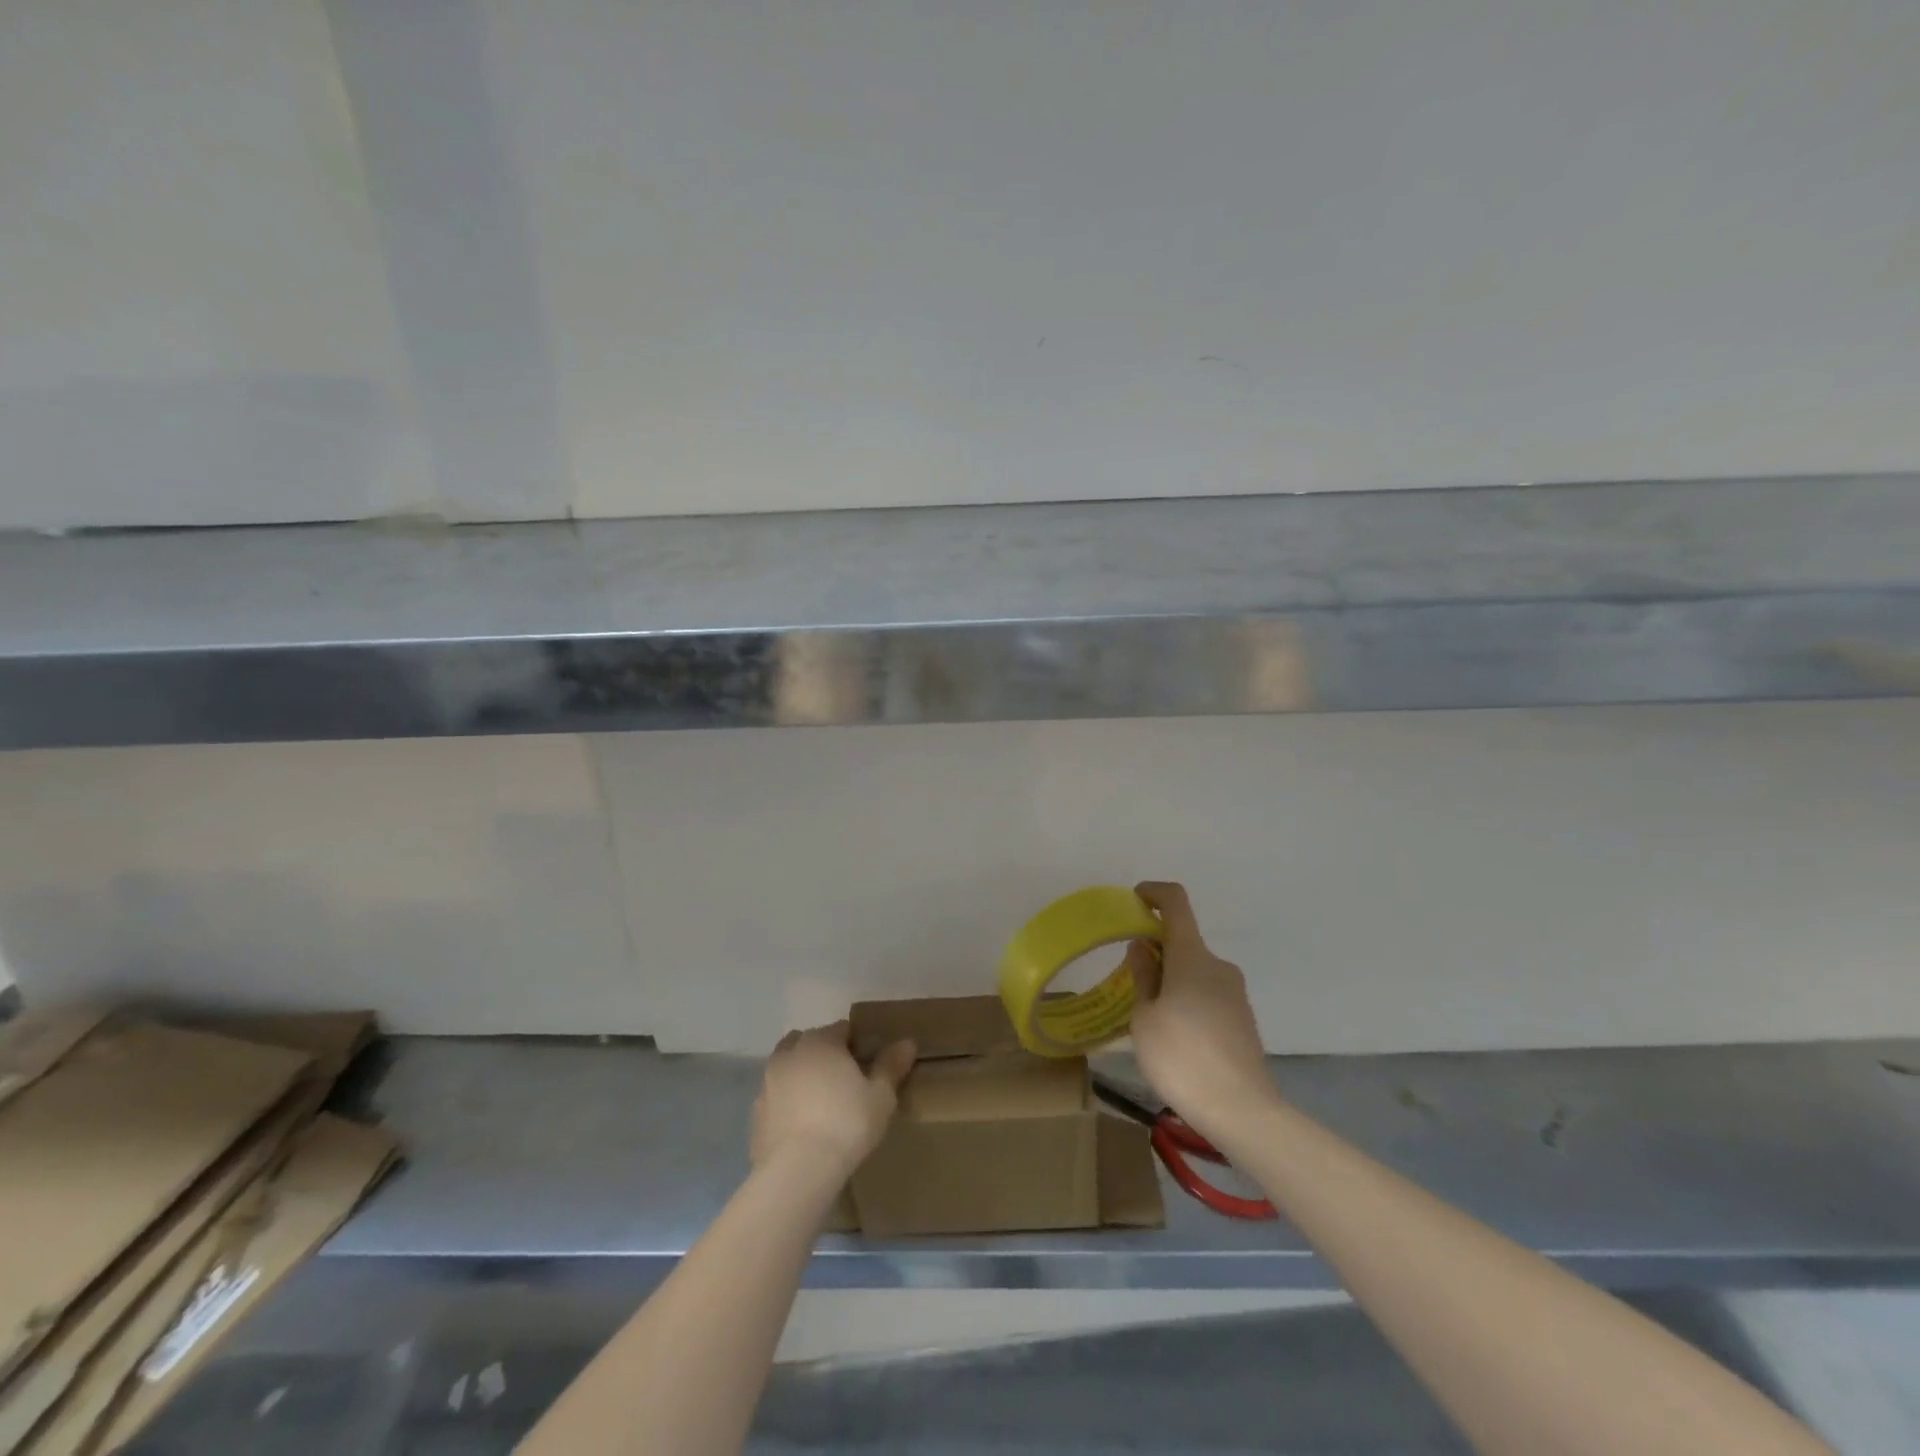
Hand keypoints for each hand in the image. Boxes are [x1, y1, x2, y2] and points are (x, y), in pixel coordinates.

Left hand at [751, 1022, 916, 1175]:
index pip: (841, 1029)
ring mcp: (768, 1081)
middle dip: (824, 1052)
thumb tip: (907, 1042)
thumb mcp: (881, 1096)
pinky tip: (801, 1124)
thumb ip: (891, 1066)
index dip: (855, 1043)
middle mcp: (791, 1053)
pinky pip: (775, 1096)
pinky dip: (786, 1101)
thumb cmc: (846, 1124)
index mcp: (821, 1041)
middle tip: (843, 1080)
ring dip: (801, 1073)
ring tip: (820, 1101)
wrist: (797, 1170)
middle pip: (810, 1041)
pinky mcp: (755, 1111)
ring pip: (787, 1065)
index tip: (866, 1063)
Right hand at [1126, 881, 1280, 1137]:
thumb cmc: (1181, 1058)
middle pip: (1183, 942)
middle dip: (1156, 952)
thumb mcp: (1144, 1017)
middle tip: (1130, 982)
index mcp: (1191, 957)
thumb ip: (1143, 976)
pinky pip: (1207, 995)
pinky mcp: (1242, 1019)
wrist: (1241, 1111)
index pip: (1176, 904)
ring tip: (1148, 1019)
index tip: (1135, 900)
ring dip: (1171, 980)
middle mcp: (1218, 966)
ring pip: (1194, 972)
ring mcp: (1234, 993)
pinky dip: (1187, 1001)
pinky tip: (1175, 1038)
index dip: (1154, 893)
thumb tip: (1144, 946)